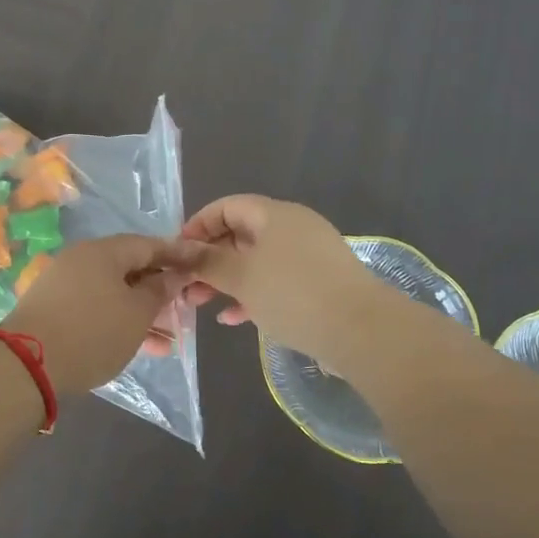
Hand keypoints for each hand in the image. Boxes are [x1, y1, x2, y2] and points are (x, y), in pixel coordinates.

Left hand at [2, 235, 195, 393]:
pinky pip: (97, 310)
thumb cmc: (93, 331)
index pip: (148, 244)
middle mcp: (82, 260)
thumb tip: (173, 275)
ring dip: (143, 313)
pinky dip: (120, 323)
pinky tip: (143, 348)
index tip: (200, 264)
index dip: (177, 254)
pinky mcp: (54, 311)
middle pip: (130, 269)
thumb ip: (160, 291)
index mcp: (103, 251)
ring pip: (114, 294)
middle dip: (160, 290)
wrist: (26, 365)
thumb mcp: (137, 313)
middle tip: (186, 307)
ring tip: (170, 338)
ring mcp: (64, 286)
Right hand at [180, 195, 391, 370]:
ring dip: (227, 280)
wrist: (362, 330)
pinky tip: (234, 318)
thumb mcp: (241, 277)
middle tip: (184, 284)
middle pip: (241, 234)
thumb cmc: (293, 294)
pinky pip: (277, 281)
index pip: (227, 207)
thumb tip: (180, 250)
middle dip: (209, 259)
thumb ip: (207, 262)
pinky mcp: (320, 283)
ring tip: (200, 304)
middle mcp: (293, 228)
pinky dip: (253, 294)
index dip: (198, 225)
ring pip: (257, 261)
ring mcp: (309, 256)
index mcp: (274, 215)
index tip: (177, 252)